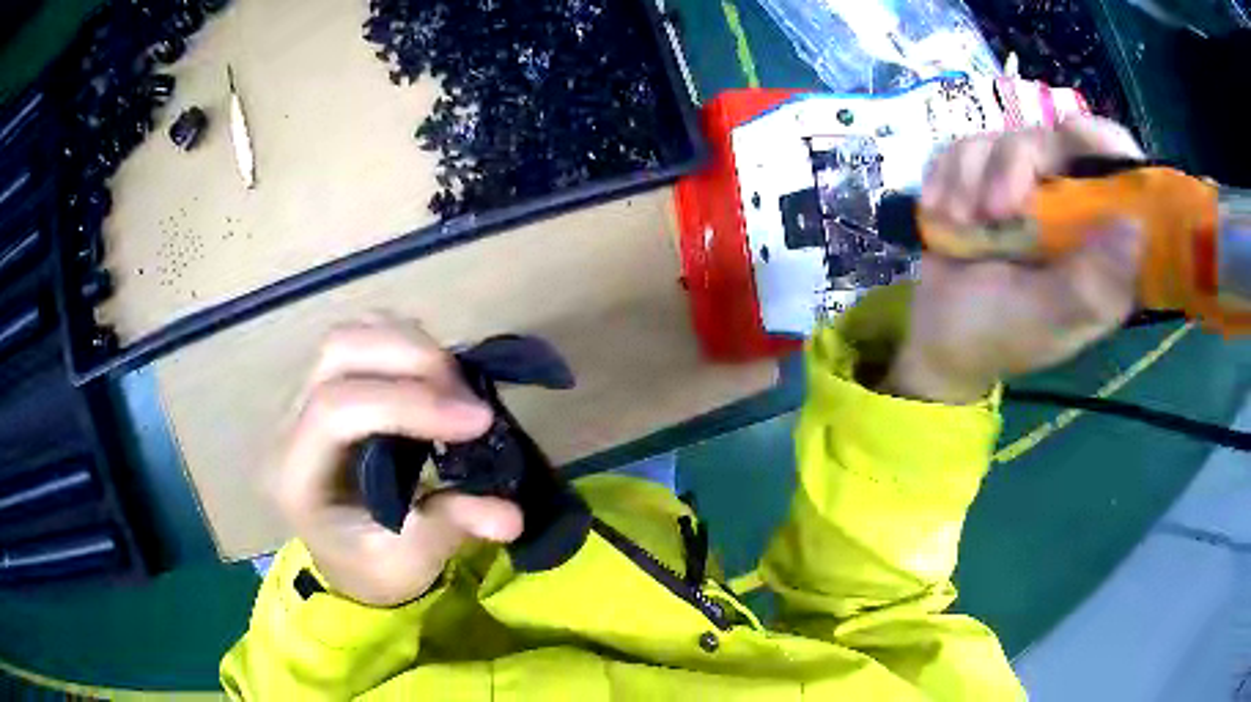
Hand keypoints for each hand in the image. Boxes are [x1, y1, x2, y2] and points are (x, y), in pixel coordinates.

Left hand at [269, 317, 522, 606]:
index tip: (478, 420)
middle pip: (337, 353)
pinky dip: (402, 342)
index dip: (408, 403)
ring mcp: (302, 397)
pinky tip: (431, 374)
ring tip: (454, 384)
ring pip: (348, 335)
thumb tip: (511, 515)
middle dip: (411, 359)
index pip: (336, 410)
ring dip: (409, 345)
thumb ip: (450, 529)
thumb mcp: (408, 564)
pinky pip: (360, 338)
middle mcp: (289, 424)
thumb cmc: (369, 567)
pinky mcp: (325, 385)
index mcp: (295, 476)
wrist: (343, 558)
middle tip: (468, 397)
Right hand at [884, 118, 1145, 403]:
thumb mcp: (1044, 319)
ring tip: (959, 225)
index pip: (1121, 175)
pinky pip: (967, 146)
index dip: (1106, 145)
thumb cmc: (994, 336)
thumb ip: (1090, 283)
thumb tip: (1135, 227)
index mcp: (1100, 249)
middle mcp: (1071, 210)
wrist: (933, 337)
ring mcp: (1028, 190)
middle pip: (1056, 142)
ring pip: (1006, 139)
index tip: (1073, 134)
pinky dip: (948, 175)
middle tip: (993, 212)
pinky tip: (942, 212)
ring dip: (972, 179)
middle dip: (1014, 167)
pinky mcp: (987, 179)